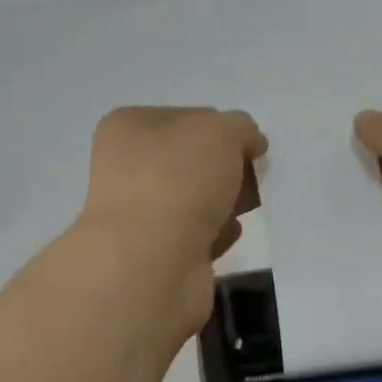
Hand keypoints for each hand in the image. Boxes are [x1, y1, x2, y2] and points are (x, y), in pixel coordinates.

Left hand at [76, 105, 266, 332]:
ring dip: (223, 201)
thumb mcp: (220, 132)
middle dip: (226, 168)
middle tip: (255, 177)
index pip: (186, 117)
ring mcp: (139, 216)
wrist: (151, 264)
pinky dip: (216, 233)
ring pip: (193, 200)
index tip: (251, 146)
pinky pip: (195, 236)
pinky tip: (232, 233)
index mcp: (128, 129)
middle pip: (190, 161)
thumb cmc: (178, 182)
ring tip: (249, 205)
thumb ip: (241, 128)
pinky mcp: (156, 256)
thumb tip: (249, 143)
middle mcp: (126, 170)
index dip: (223, 128)